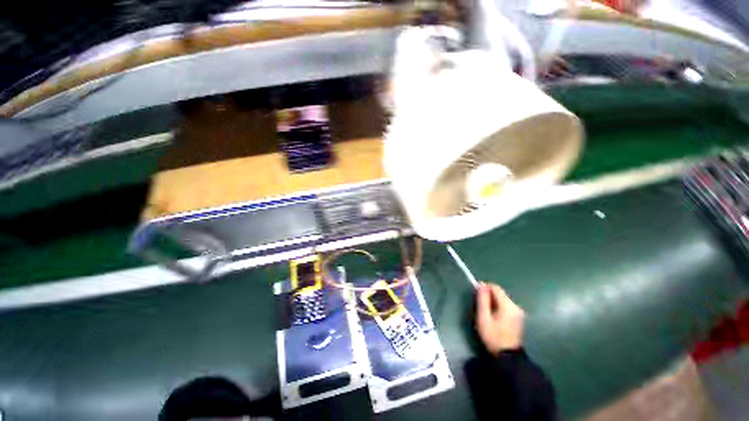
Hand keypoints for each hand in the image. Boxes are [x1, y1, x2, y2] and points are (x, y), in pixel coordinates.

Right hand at [475, 283, 524, 354]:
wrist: (508, 357)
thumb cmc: (493, 336)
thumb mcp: (483, 318)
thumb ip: (482, 300)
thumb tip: (481, 284)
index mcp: (508, 305)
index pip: (495, 287)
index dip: (484, 288)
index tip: (477, 296)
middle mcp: (516, 306)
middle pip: (499, 293)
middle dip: (489, 296)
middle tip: (480, 307)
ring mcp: (519, 312)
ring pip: (502, 299)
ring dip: (493, 302)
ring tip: (487, 314)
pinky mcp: (519, 317)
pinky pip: (506, 306)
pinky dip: (499, 307)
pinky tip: (495, 318)